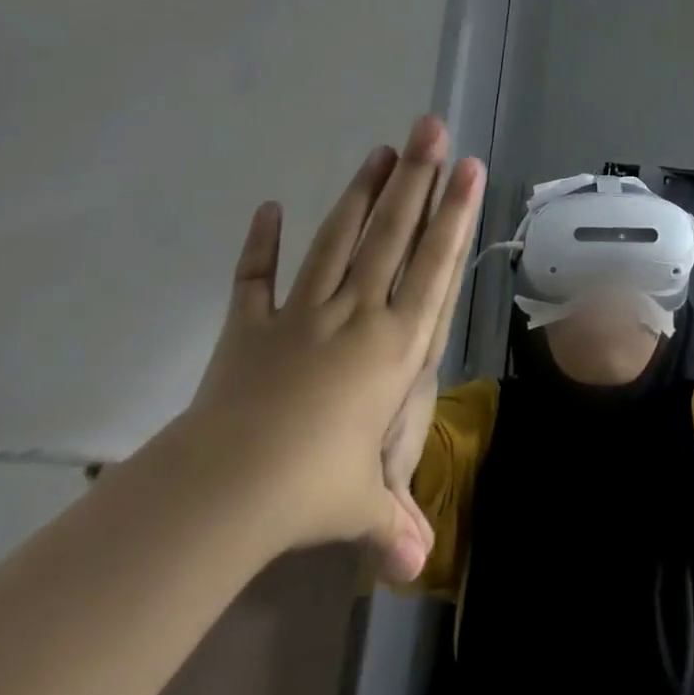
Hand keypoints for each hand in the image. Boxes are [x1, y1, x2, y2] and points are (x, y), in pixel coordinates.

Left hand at [172, 116, 481, 565]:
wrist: (225, 490)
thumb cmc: (310, 489)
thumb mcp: (360, 506)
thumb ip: (392, 520)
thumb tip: (418, 568)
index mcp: (393, 343)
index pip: (434, 264)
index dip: (454, 213)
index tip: (468, 168)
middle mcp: (356, 312)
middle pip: (392, 233)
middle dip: (416, 176)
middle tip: (429, 126)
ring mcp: (301, 312)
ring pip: (338, 238)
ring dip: (360, 192)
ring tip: (380, 149)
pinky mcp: (250, 326)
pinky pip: (255, 278)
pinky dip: (259, 245)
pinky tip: (266, 207)